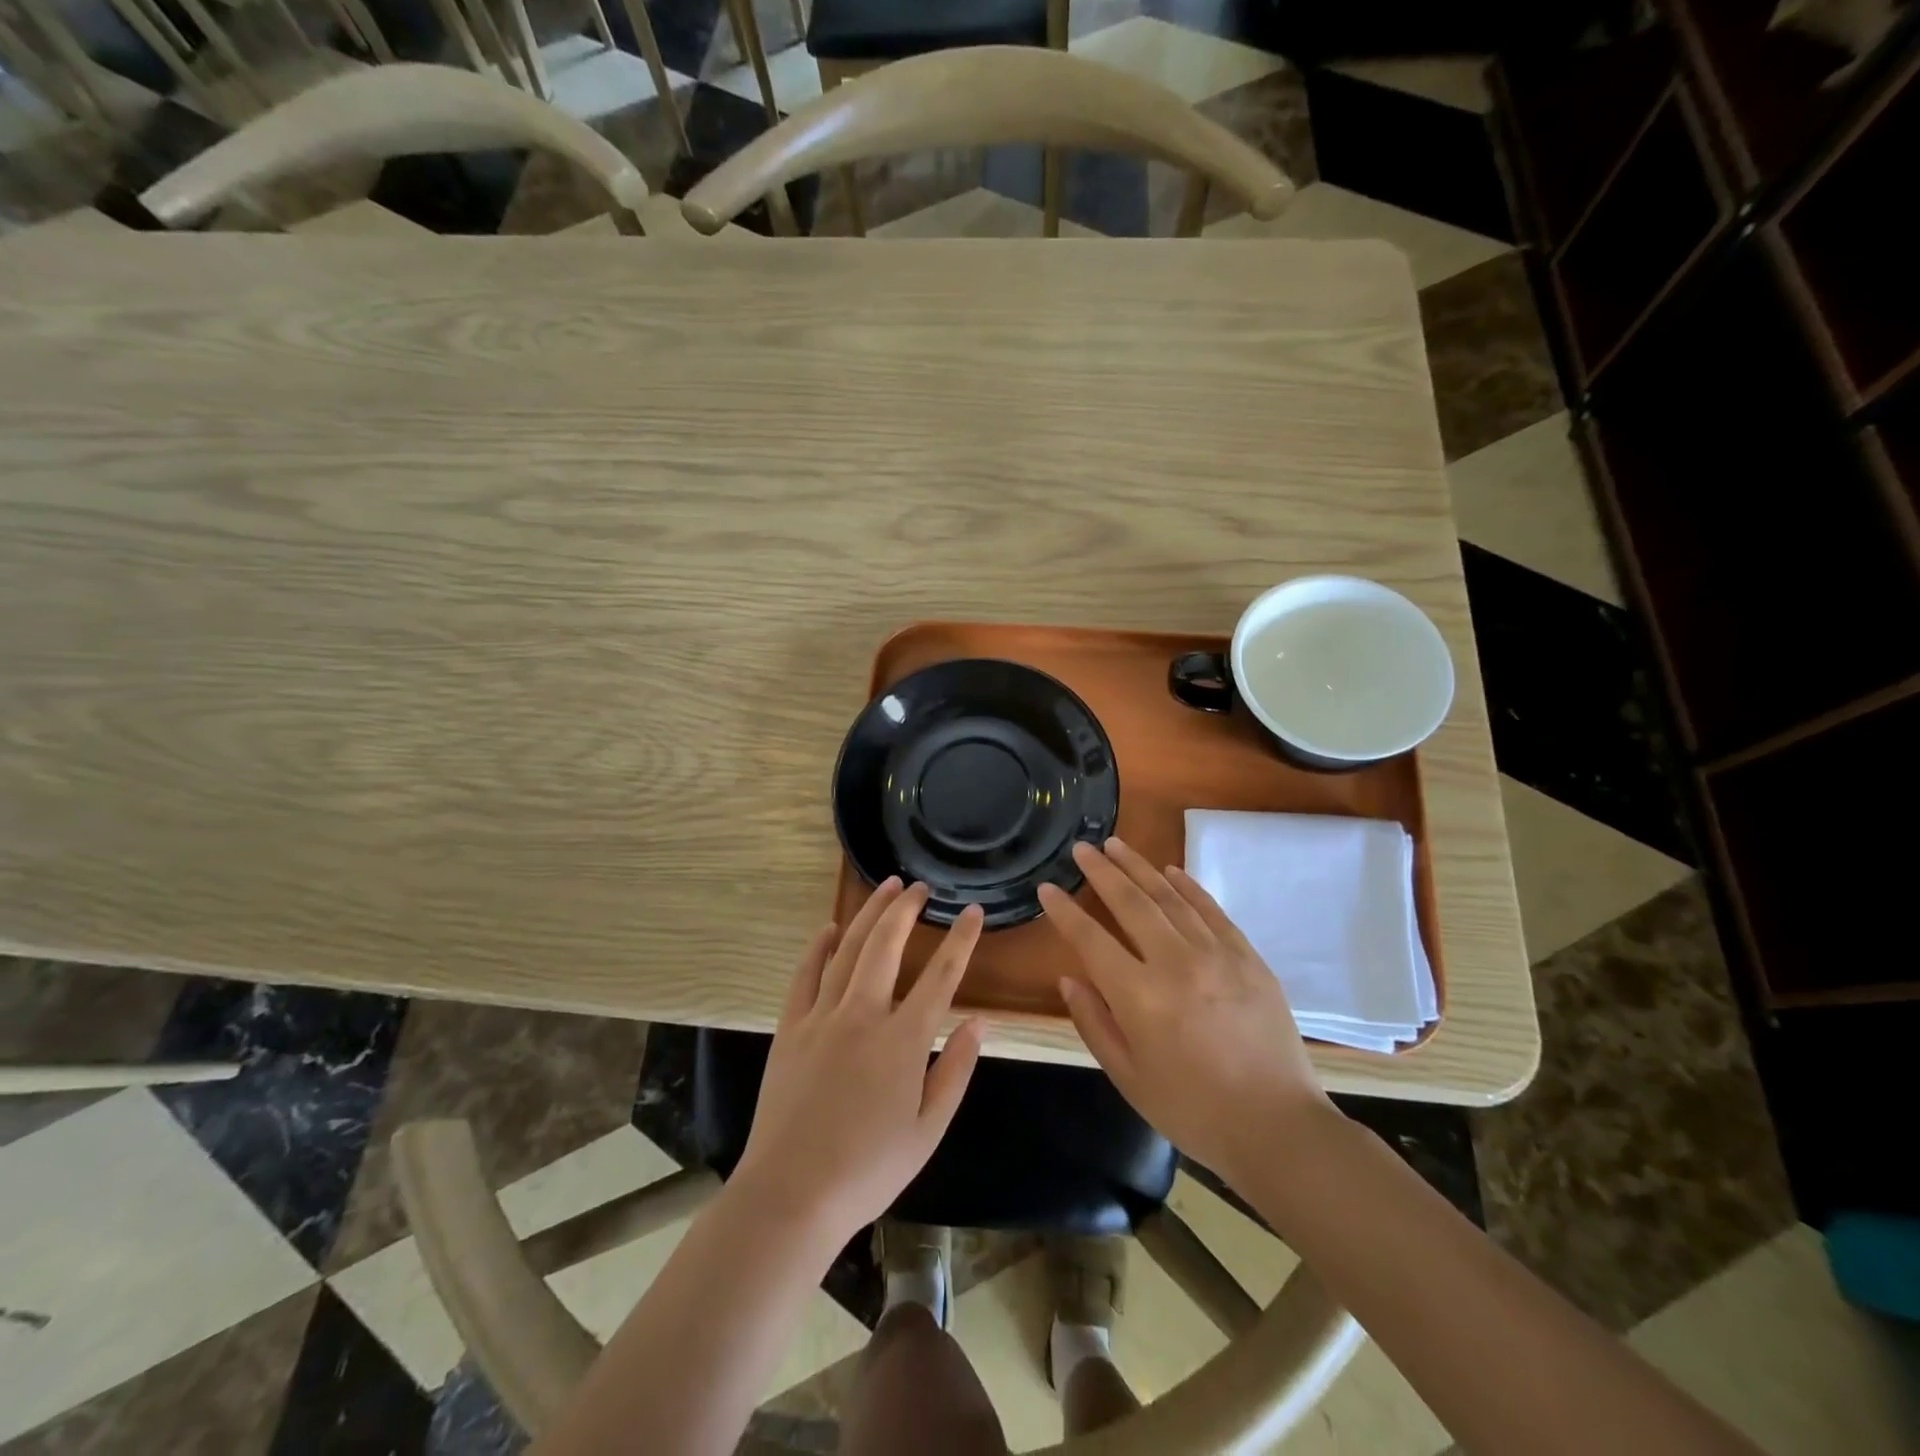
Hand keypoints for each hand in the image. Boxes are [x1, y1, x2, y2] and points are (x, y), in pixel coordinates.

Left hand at [733, 878, 985, 1244]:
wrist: (791, 1195)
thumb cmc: (869, 1169)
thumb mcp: (928, 1130)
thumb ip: (955, 1071)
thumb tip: (979, 1022)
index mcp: (903, 1040)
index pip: (941, 975)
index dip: (961, 939)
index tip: (972, 910)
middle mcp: (863, 1015)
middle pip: (887, 945)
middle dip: (906, 909)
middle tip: (919, 886)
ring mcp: (822, 1017)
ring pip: (847, 949)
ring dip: (868, 914)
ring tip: (885, 888)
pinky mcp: (790, 1028)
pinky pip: (805, 975)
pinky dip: (818, 947)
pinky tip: (829, 929)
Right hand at [1038, 838, 1333, 1184]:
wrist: (1278, 1128)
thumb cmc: (1192, 1111)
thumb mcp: (1128, 1077)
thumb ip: (1094, 1022)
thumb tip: (1069, 977)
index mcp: (1140, 997)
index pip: (1091, 939)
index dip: (1065, 911)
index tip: (1048, 887)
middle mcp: (1176, 964)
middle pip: (1131, 903)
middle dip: (1101, 871)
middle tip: (1082, 848)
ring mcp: (1217, 955)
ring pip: (1170, 897)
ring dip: (1140, 867)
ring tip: (1116, 844)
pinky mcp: (1249, 958)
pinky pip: (1212, 910)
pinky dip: (1188, 887)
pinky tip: (1171, 870)